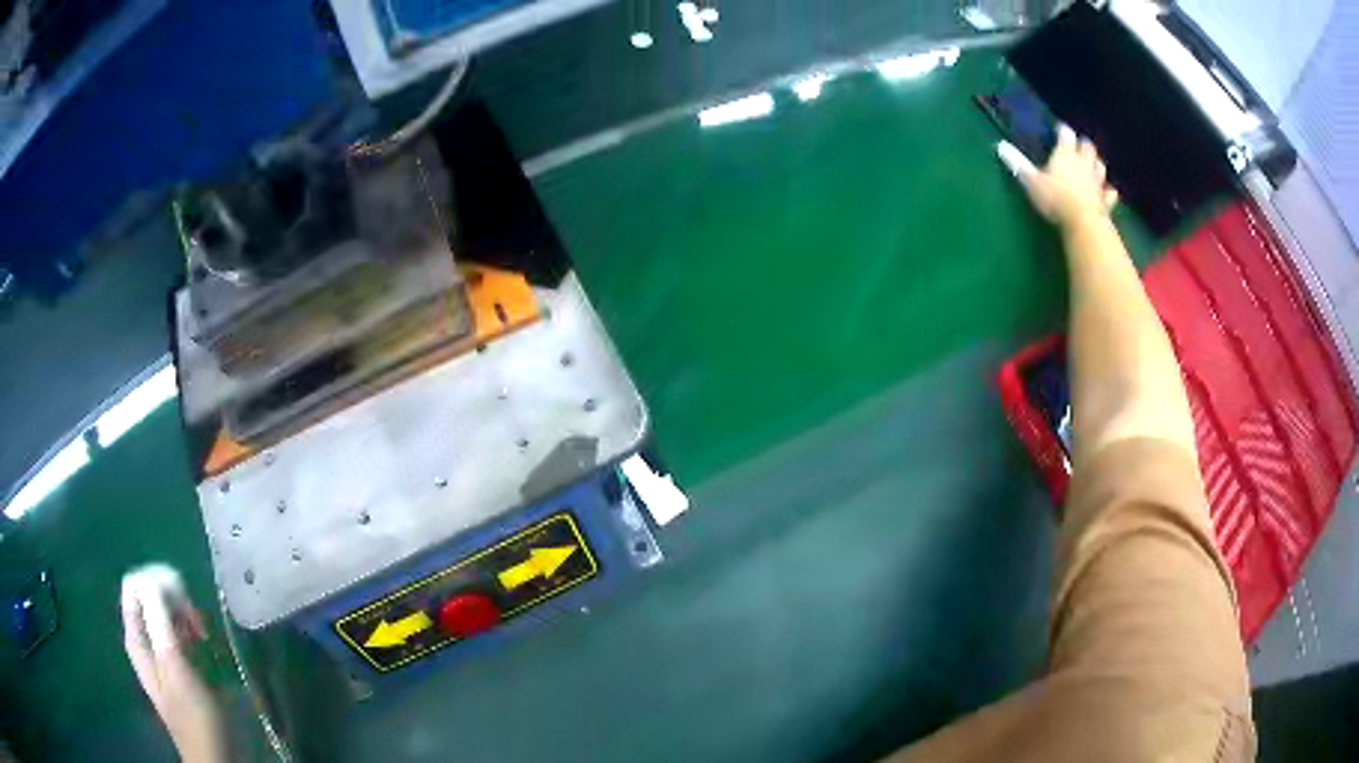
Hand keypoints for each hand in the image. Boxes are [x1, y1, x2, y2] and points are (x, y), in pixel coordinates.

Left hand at [122, 568, 226, 762]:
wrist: (212, 754)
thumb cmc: (193, 714)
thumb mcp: (175, 666)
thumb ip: (159, 621)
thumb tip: (155, 578)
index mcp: (135, 636)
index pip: (135, 584)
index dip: (158, 583)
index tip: (185, 604)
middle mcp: (142, 636)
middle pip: (149, 593)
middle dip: (174, 599)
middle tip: (198, 624)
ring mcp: (157, 649)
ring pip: (164, 610)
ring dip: (183, 614)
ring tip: (203, 635)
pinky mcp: (173, 659)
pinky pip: (175, 628)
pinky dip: (188, 628)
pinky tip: (203, 643)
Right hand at [998, 125, 1118, 229]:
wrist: (1083, 223)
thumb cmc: (1055, 198)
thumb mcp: (1031, 181)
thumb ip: (1017, 163)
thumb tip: (999, 145)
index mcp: (1065, 154)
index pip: (1065, 134)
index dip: (1062, 130)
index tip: (1058, 129)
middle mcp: (1084, 163)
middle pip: (1087, 146)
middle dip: (1082, 144)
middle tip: (1077, 146)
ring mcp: (1097, 182)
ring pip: (1100, 166)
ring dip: (1096, 163)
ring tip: (1091, 166)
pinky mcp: (1106, 201)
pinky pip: (1110, 193)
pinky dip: (1108, 190)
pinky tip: (1106, 192)